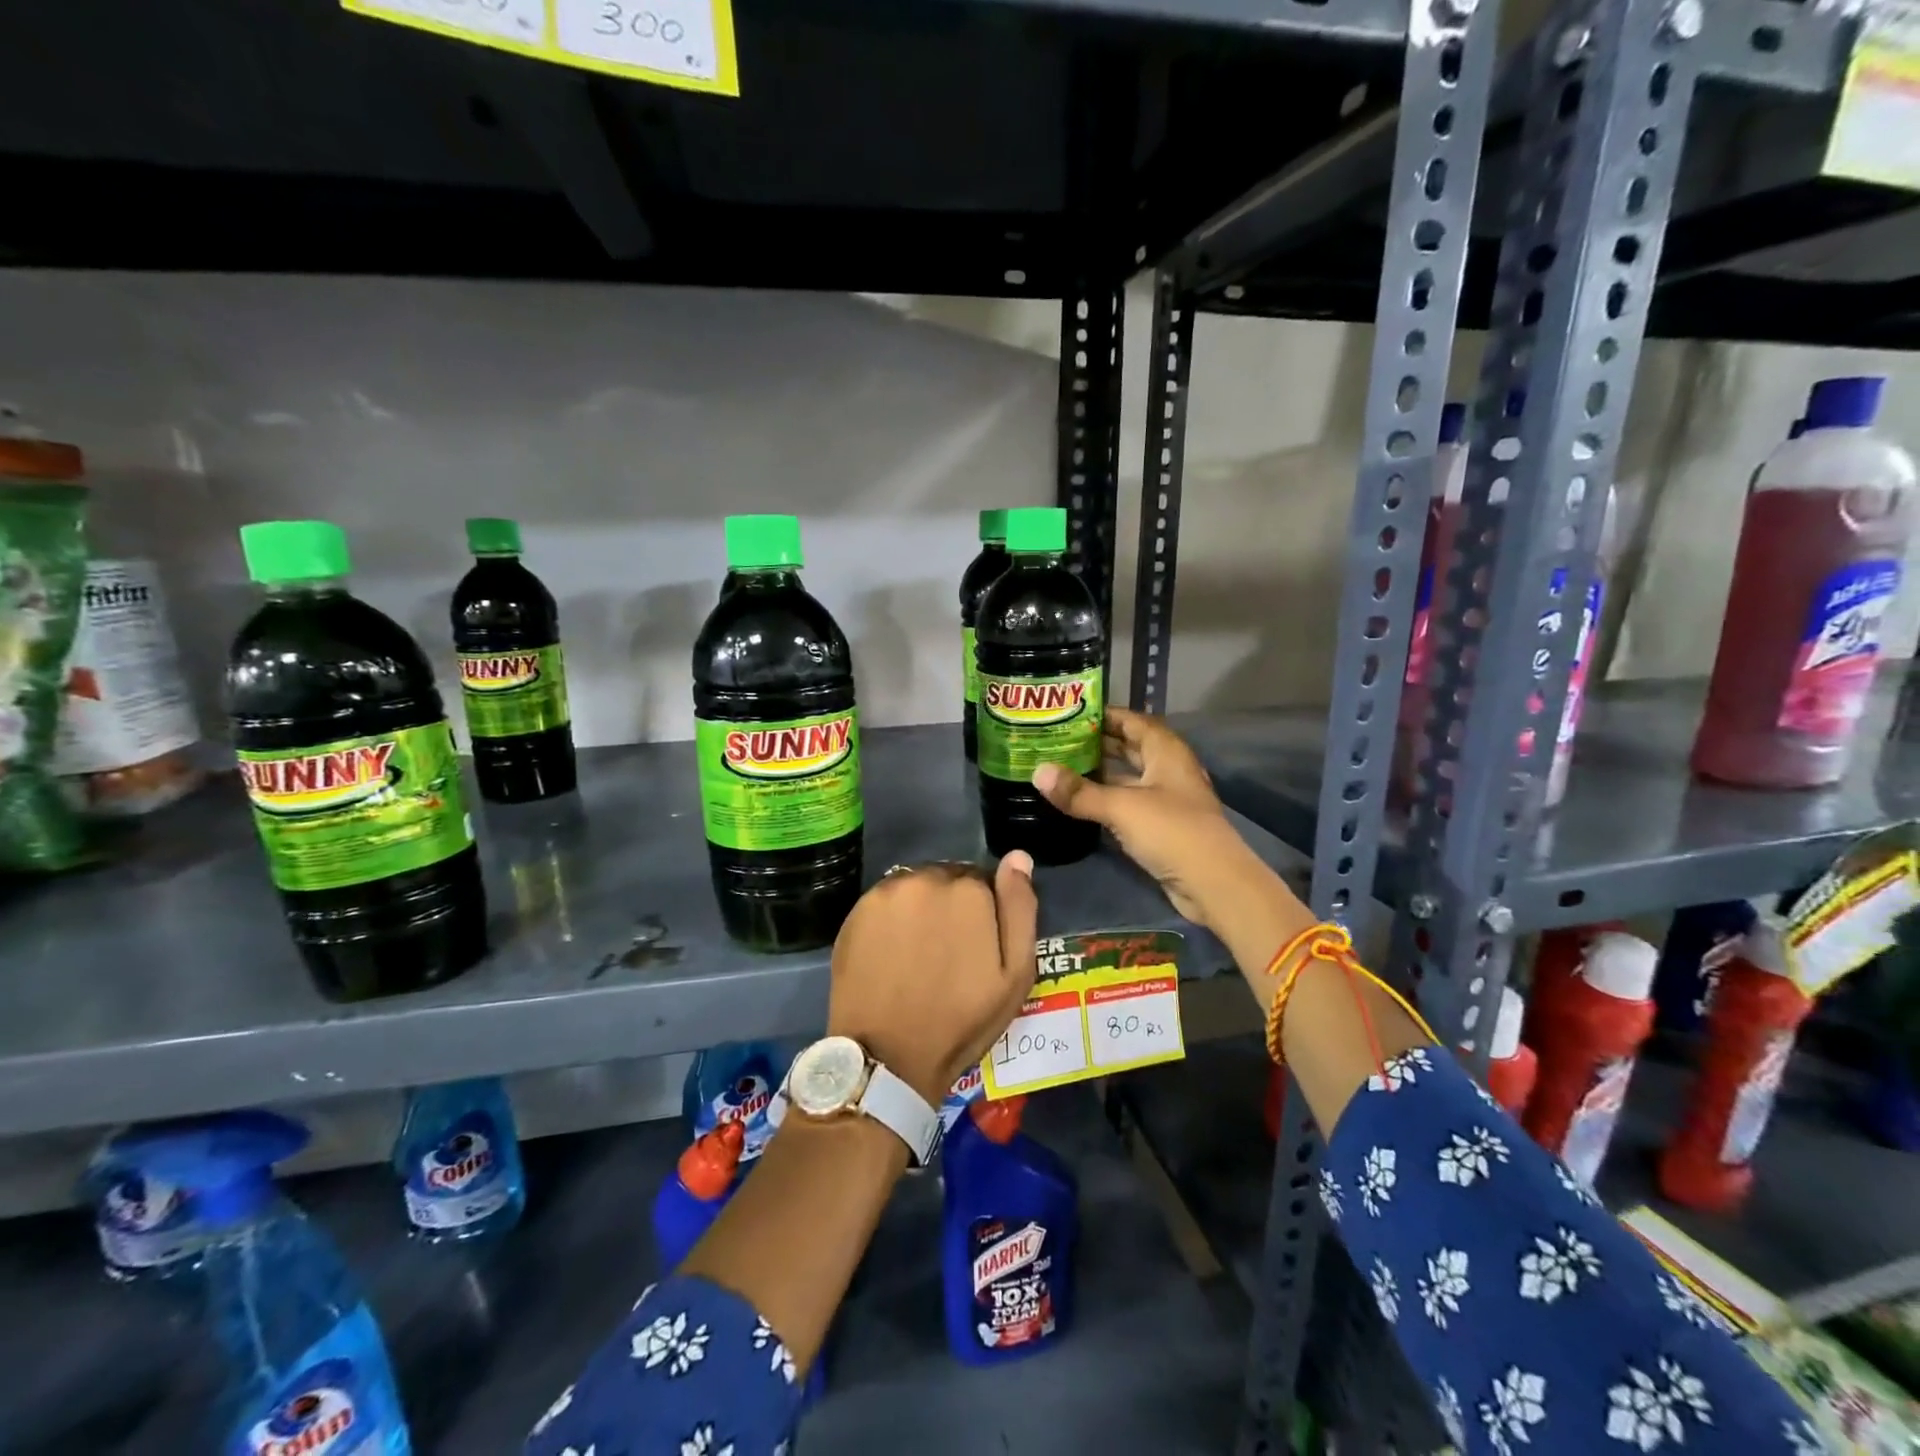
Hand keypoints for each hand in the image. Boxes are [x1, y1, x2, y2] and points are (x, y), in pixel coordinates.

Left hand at [826, 855, 1039, 1105]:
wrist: (888, 1054)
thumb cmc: (961, 1020)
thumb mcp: (1014, 975)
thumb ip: (1019, 909)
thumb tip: (1018, 857)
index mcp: (970, 890)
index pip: (984, 882)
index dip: (984, 914)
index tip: (977, 947)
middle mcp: (927, 878)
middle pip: (948, 879)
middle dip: (953, 906)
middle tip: (948, 952)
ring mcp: (888, 891)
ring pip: (917, 887)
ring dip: (922, 908)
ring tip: (919, 952)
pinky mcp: (858, 909)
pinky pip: (887, 901)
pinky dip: (894, 917)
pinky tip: (893, 951)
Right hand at [1032, 707, 1263, 930]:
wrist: (1213, 883)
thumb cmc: (1172, 831)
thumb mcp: (1121, 807)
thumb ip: (1079, 792)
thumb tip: (1037, 772)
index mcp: (1166, 751)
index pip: (1131, 720)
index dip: (1103, 714)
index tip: (1067, 712)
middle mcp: (1167, 769)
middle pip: (1128, 747)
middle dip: (1096, 742)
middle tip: (1056, 739)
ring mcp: (1165, 799)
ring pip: (1127, 776)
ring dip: (1099, 772)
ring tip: (1060, 767)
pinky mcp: (1160, 826)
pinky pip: (1127, 802)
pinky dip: (1105, 798)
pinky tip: (1079, 801)